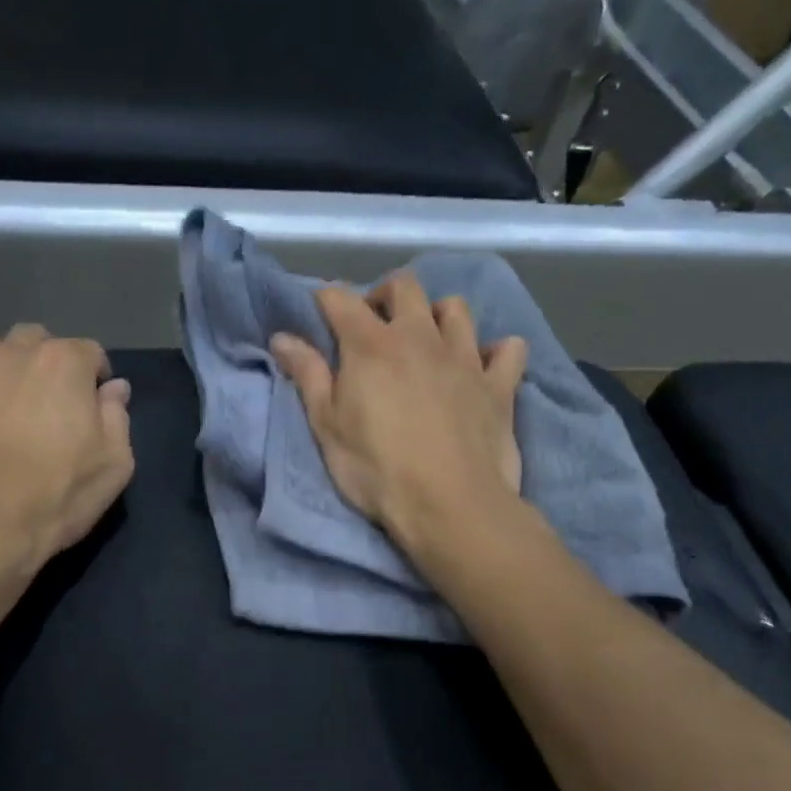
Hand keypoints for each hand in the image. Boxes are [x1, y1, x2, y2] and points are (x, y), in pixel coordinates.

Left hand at [0, 324, 133, 575]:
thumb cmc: (55, 497)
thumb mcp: (113, 467)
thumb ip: (117, 419)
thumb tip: (114, 388)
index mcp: (63, 364)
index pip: (89, 353)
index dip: (95, 379)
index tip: (93, 407)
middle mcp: (10, 353)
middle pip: (33, 341)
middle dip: (44, 364)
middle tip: (46, 405)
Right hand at [270, 273, 527, 551]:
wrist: (448, 503)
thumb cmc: (375, 470)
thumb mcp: (327, 427)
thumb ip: (307, 376)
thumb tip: (283, 337)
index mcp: (371, 346)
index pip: (341, 300)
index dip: (325, 301)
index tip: (318, 315)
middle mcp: (420, 337)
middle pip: (405, 287)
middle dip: (384, 296)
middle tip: (373, 328)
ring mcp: (465, 358)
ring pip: (456, 309)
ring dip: (437, 316)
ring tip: (426, 343)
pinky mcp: (499, 385)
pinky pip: (507, 349)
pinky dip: (494, 352)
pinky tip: (482, 368)